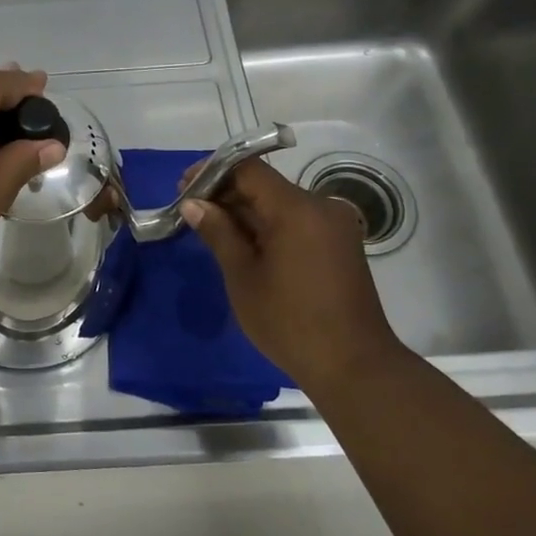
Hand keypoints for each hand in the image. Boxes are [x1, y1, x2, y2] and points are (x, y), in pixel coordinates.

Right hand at [180, 157, 407, 391]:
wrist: (353, 365)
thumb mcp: (242, 276)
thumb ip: (218, 232)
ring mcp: (335, 225)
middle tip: (191, 213)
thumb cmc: (289, 321)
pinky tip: (245, 246)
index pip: (249, 169)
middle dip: (226, 194)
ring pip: (280, 204)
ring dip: (246, 212)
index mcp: (297, 209)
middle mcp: (321, 207)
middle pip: (266, 185)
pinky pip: (297, 221)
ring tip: (212, 232)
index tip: (183, 189)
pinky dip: (268, 226)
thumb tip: (193, 203)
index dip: (212, 172)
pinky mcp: (340, 244)